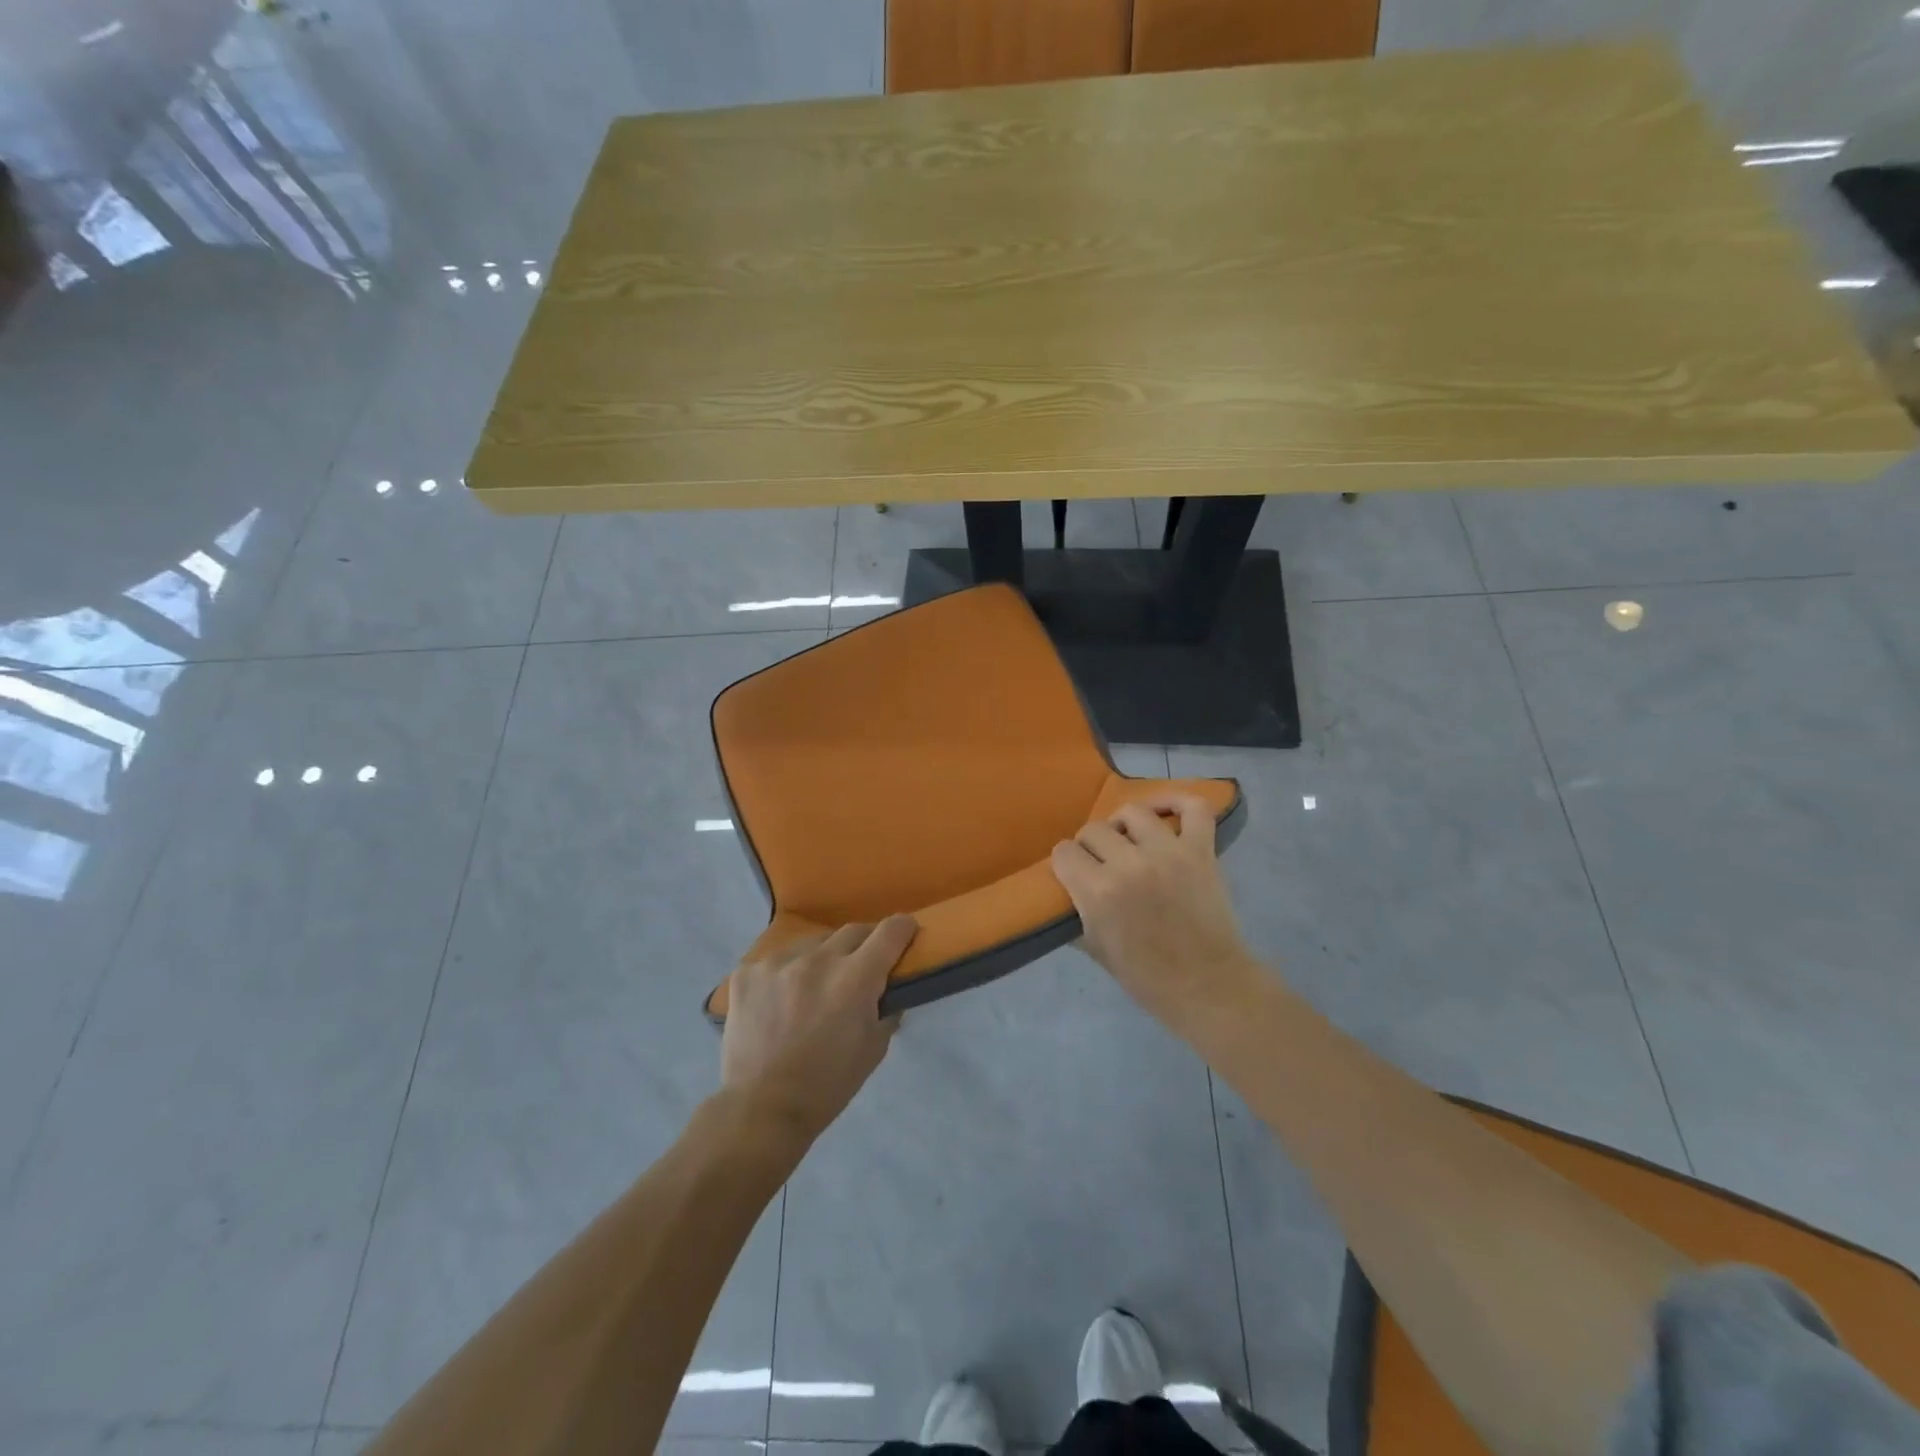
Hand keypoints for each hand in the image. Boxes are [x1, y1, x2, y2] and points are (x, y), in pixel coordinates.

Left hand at [720, 916, 917, 1142]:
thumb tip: (889, 988)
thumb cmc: (828, 1085)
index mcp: (855, 978)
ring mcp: (778, 962)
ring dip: (823, 958)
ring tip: (816, 987)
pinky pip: (777, 960)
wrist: (761, 1109)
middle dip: (865, 944)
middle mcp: (818, 960)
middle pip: (853, 931)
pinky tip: (780, 1000)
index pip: (890, 932)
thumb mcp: (874, 1049)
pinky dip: (787, 973)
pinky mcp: (747, 972)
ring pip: (813, 944)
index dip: (904, 929)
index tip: (906, 934)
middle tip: (863, 966)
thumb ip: (887, 1009)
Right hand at [1051, 793, 1260, 1027]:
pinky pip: (1193, 808)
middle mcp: (1130, 864)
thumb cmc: (1147, 977)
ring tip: (1127, 840)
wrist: (1207, 986)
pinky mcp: (1200, 851)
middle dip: (1090, 846)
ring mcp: (1168, 853)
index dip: (1066, 863)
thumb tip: (1063, 893)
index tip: (1073, 873)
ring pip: (1133, 813)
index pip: (1064, 853)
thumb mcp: (1095, 950)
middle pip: (1094, 830)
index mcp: (1099, 892)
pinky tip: (1162, 810)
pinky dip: (1177, 801)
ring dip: (1123, 825)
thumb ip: (1076, 914)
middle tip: (1100, 862)